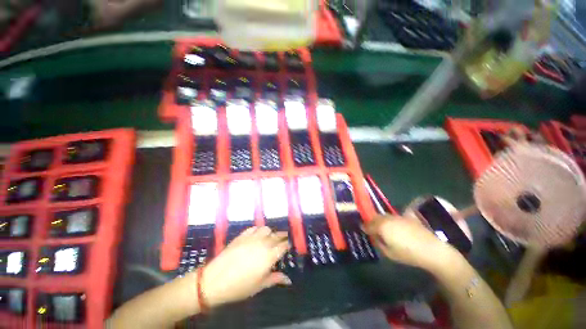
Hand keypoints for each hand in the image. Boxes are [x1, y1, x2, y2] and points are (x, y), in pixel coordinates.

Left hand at [200, 226, 290, 306]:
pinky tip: (258, 234)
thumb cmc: (239, 287)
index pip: (283, 245)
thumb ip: (275, 279)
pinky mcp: (242, 235)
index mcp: (269, 256)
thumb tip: (288, 279)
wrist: (214, 281)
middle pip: (276, 235)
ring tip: (270, 236)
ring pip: (266, 229)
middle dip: (282, 236)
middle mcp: (263, 243)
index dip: (288, 244)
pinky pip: (254, 228)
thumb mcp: (259, 285)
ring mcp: (252, 238)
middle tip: (283, 239)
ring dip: (270, 232)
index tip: (289, 245)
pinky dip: (258, 229)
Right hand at [364, 215, 459, 272]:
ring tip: (382, 228)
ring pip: (384, 216)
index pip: (368, 224)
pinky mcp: (406, 217)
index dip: (364, 227)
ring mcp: (397, 216)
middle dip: (371, 222)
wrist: (432, 249)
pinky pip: (393, 217)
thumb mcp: (389, 253)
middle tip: (371, 229)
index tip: (363, 230)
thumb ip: (378, 242)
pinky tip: (393, 228)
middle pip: (375, 217)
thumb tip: (374, 236)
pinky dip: (389, 221)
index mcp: (382, 226)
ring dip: (380, 220)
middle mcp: (387, 218)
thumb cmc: (408, 254)